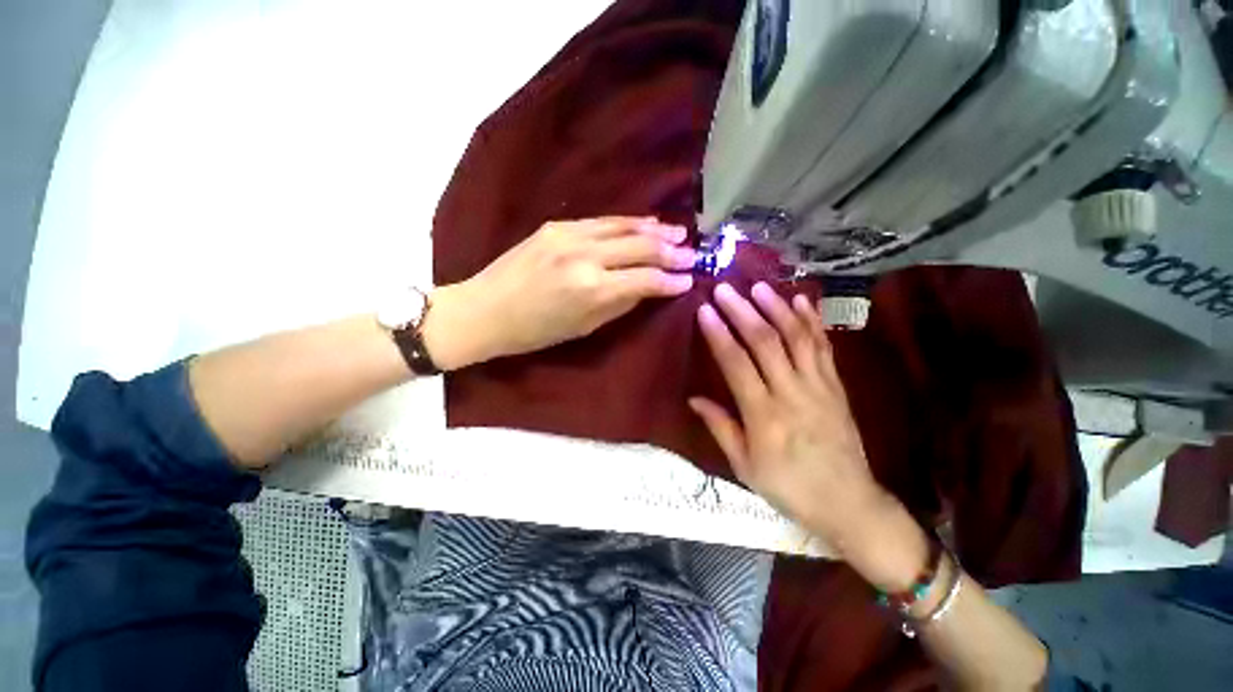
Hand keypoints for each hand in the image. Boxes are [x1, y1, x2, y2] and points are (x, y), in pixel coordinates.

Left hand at [423, 217, 694, 369]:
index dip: (670, 280)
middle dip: (671, 251)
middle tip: (693, 254)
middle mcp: (585, 256)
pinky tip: (642, 224)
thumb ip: (620, 304)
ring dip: (654, 230)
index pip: (645, 279)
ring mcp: (569, 236)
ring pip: (623, 226)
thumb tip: (648, 288)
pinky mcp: (556, 226)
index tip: (689, 280)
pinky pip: (601, 221)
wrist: (485, 309)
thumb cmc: (535, 332)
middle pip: (641, 247)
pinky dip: (626, 223)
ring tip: (677, 232)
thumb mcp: (584, 328)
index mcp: (592, 289)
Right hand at [690, 283, 928, 588]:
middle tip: (725, 289)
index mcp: (764, 415)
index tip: (705, 310)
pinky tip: (800, 301)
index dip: (719, 334)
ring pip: (797, 338)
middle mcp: (791, 393)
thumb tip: (694, 399)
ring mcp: (819, 386)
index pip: (736, 364)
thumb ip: (720, 427)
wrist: (848, 503)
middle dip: (743, 311)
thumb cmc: (788, 487)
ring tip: (758, 286)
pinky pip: (824, 347)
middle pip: (765, 342)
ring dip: (776, 308)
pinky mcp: (837, 386)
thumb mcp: (744, 465)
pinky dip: (812, 321)